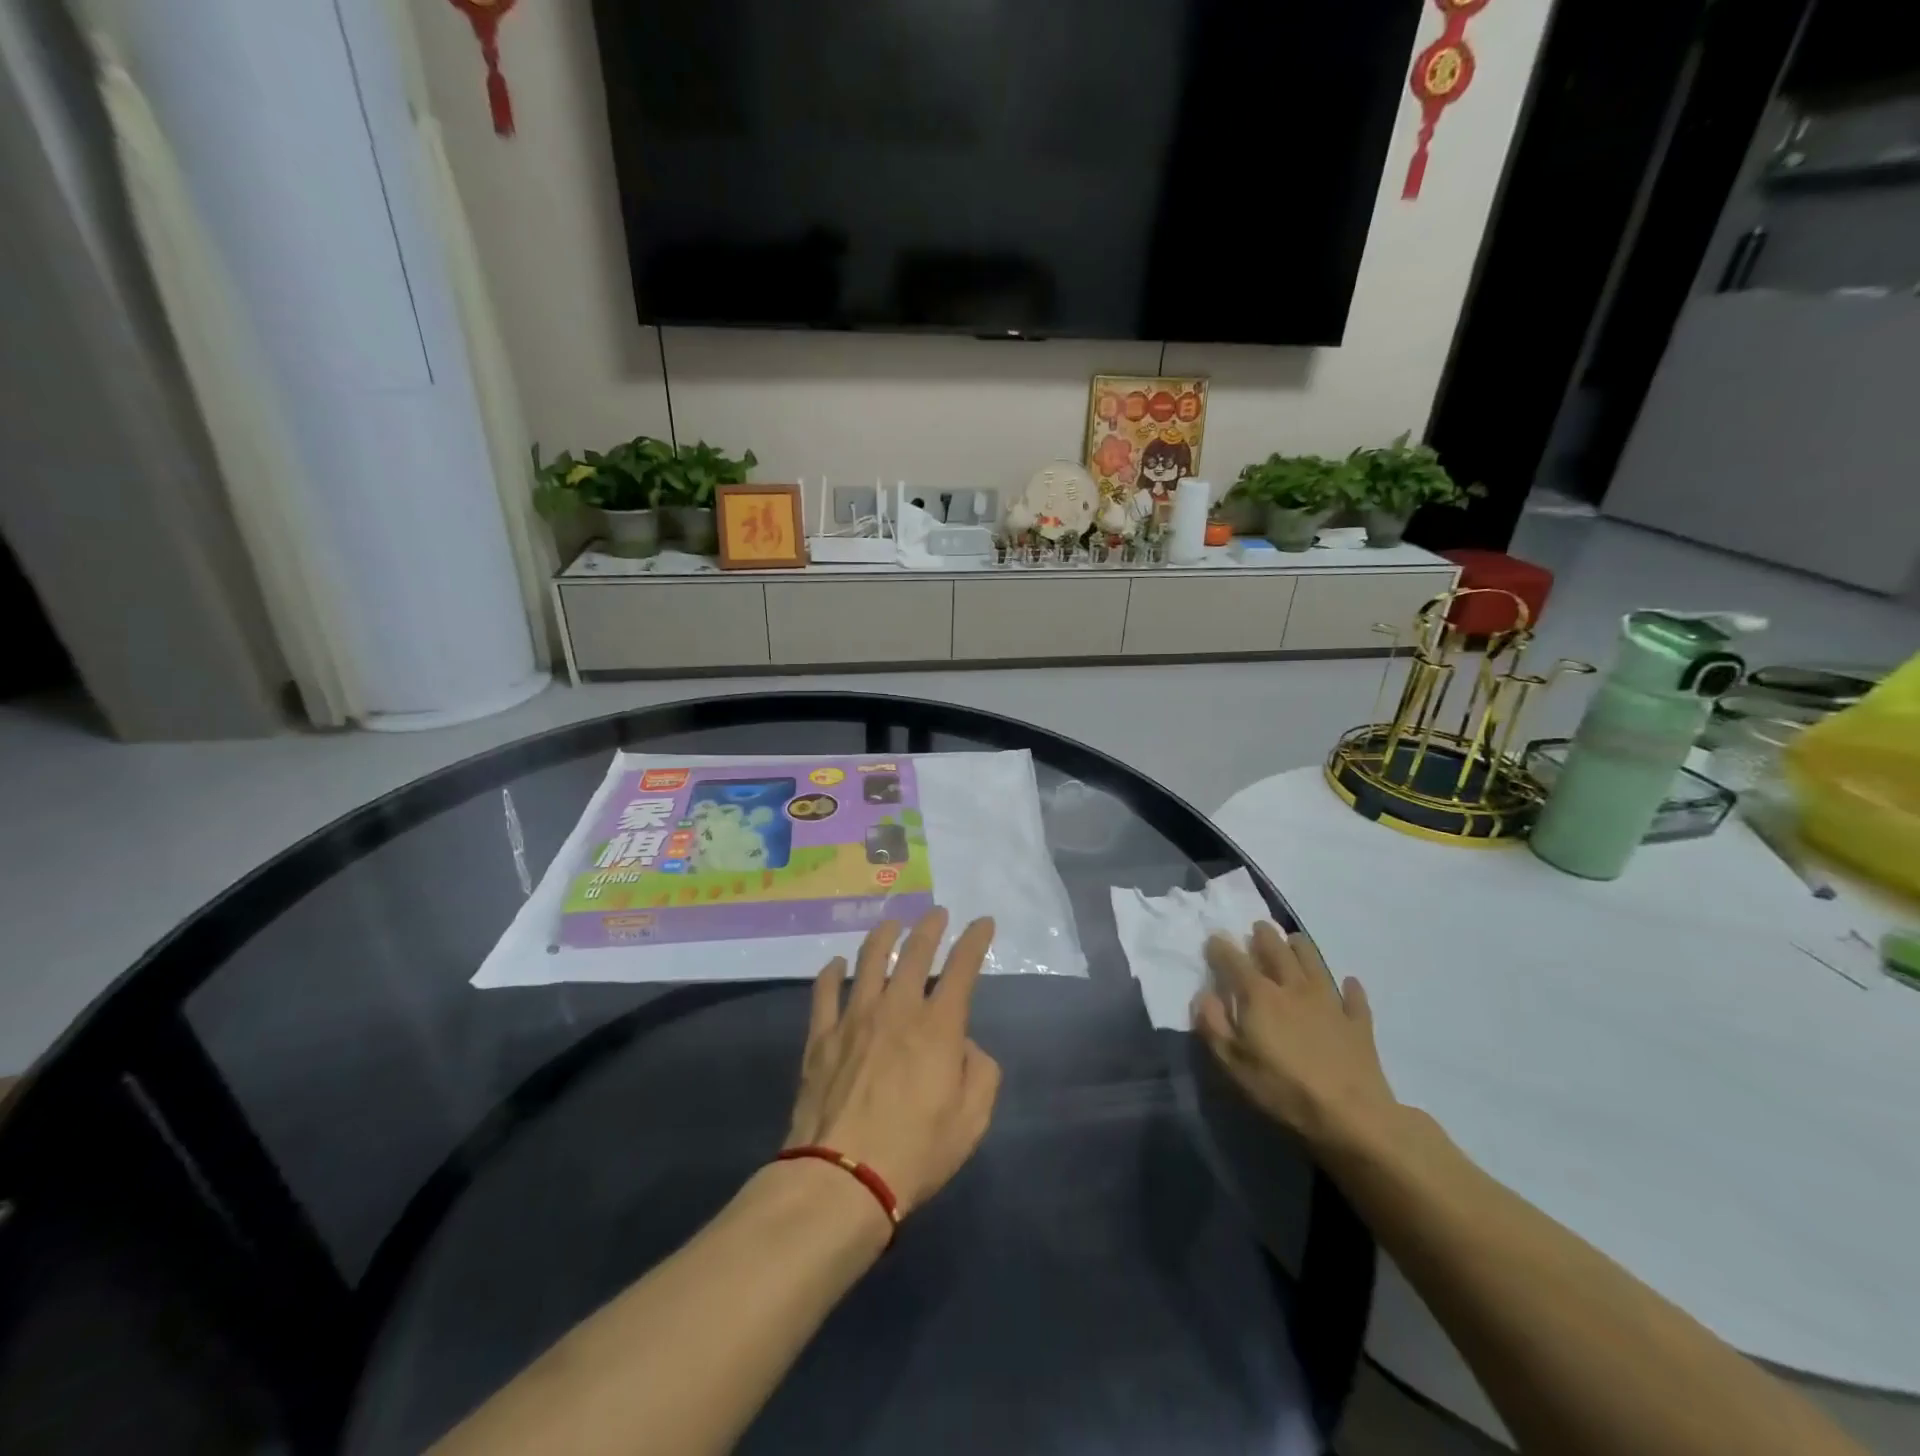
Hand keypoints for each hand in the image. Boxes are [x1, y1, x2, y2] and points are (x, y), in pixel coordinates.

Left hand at [786, 909, 1001, 1217]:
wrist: (842, 1178)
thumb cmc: (916, 1152)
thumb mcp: (972, 1120)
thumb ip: (980, 1073)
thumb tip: (964, 1046)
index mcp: (938, 1026)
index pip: (962, 969)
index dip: (975, 941)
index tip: (983, 922)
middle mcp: (896, 1009)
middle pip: (915, 953)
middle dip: (929, 927)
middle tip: (936, 913)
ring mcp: (854, 1019)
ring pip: (869, 961)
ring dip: (883, 937)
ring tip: (891, 924)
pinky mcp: (821, 1037)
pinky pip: (824, 993)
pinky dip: (831, 973)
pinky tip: (836, 964)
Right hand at [1193, 922, 1399, 1157]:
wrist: (1351, 1115)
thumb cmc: (1282, 1089)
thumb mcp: (1233, 1063)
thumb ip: (1214, 1025)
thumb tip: (1204, 995)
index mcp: (1260, 996)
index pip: (1234, 961)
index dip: (1221, 947)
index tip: (1214, 937)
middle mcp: (1293, 988)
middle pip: (1277, 951)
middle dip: (1264, 936)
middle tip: (1258, 926)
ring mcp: (1329, 1003)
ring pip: (1314, 963)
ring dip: (1302, 947)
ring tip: (1294, 939)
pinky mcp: (1357, 1023)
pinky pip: (1354, 998)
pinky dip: (1350, 988)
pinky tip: (1349, 982)